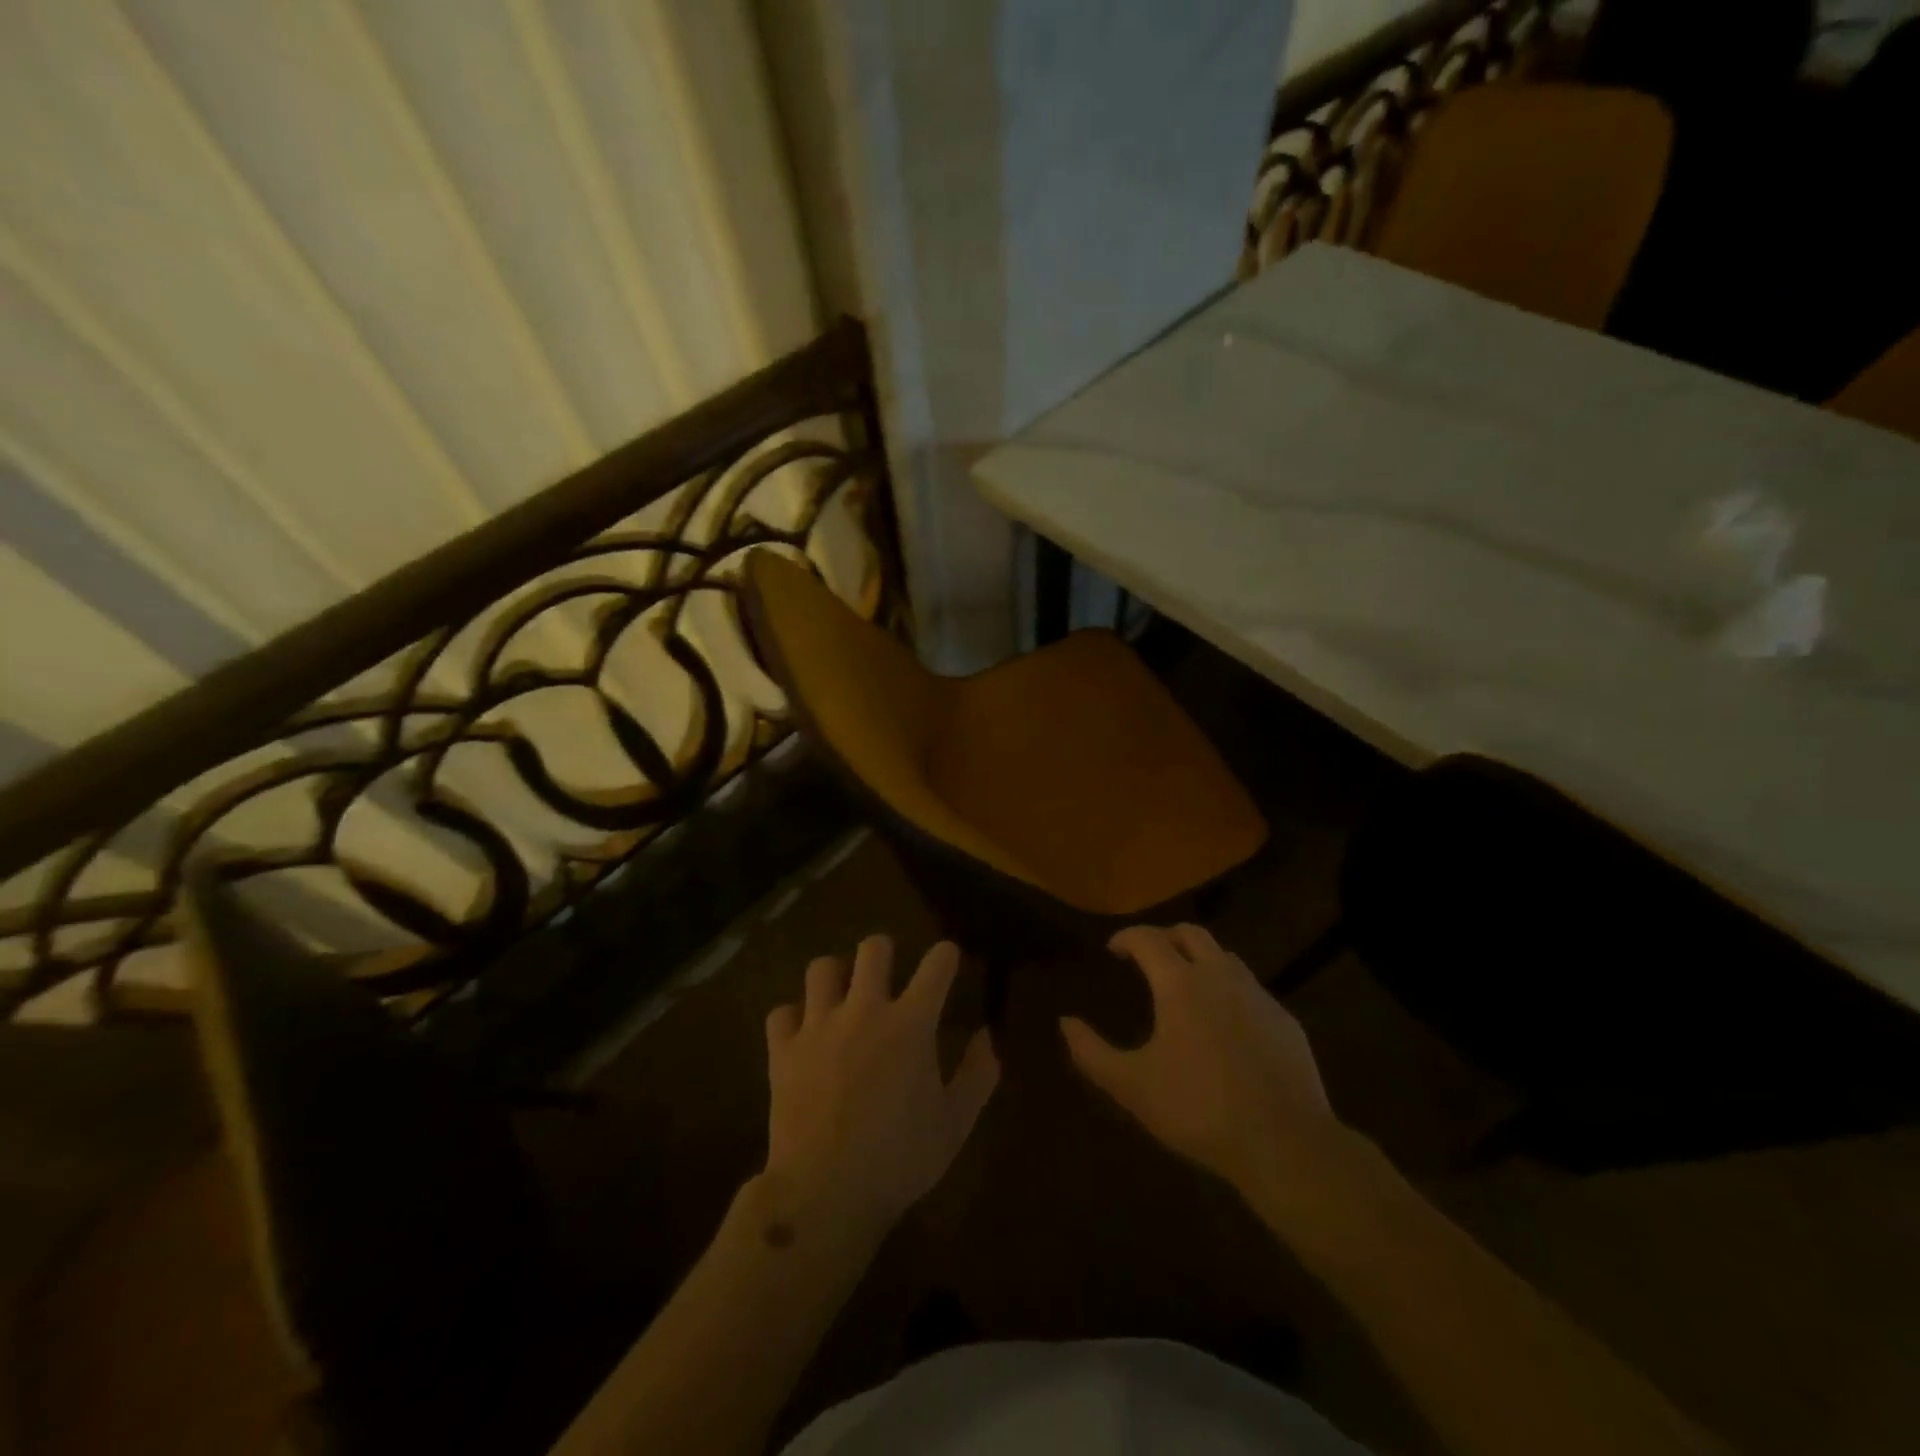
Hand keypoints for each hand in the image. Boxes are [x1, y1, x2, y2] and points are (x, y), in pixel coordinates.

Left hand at [763, 937, 998, 1242]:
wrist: (825, 1192)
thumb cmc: (899, 1159)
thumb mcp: (955, 1124)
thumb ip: (978, 1075)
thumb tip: (987, 1036)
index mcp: (911, 1024)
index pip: (937, 964)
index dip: (946, 956)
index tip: (948, 961)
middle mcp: (865, 1010)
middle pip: (873, 948)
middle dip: (884, 951)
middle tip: (887, 973)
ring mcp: (819, 1025)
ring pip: (822, 968)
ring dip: (835, 976)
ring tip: (841, 995)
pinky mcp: (784, 1049)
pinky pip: (782, 1012)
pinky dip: (793, 1018)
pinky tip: (802, 1035)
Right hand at [1061, 924, 1355, 1212]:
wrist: (1285, 1143)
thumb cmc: (1199, 1109)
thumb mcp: (1132, 1086)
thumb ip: (1091, 1052)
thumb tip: (1065, 1022)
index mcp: (1180, 984)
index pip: (1148, 938)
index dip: (1126, 937)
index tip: (1113, 950)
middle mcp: (1220, 976)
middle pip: (1191, 934)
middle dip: (1165, 937)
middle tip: (1147, 958)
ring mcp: (1258, 996)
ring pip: (1225, 956)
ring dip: (1199, 959)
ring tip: (1185, 985)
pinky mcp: (1285, 1020)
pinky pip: (1250, 988)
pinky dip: (1228, 989)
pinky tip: (1224, 1022)